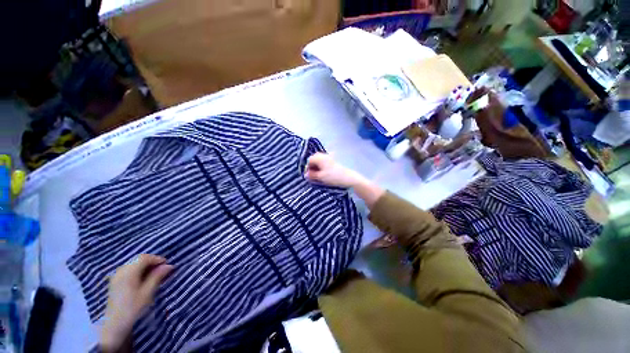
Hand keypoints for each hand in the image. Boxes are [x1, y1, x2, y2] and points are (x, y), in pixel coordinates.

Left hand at [101, 254, 173, 351]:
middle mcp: (122, 268)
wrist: (117, 320)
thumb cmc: (134, 307)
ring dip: (143, 269)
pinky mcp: (115, 280)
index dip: (156, 259)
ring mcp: (117, 273)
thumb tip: (168, 266)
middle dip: (150, 264)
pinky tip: (141, 283)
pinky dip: (137, 273)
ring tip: (153, 278)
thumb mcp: (148, 293)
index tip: (167, 264)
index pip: (144, 257)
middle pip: (137, 260)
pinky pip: (127, 272)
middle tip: (162, 271)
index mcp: (129, 270)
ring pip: (132, 266)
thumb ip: (156, 278)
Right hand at [304, 153, 364, 187]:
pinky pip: (325, 163)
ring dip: (317, 168)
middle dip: (312, 167)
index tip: (308, 176)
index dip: (307, 168)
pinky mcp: (334, 161)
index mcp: (319, 157)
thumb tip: (306, 175)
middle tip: (312, 176)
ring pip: (320, 161)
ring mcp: (330, 157)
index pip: (309, 160)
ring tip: (318, 176)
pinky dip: (322, 168)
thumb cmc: (333, 176)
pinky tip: (324, 174)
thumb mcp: (321, 177)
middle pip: (314, 159)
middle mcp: (324, 155)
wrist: (349, 178)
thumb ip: (312, 175)